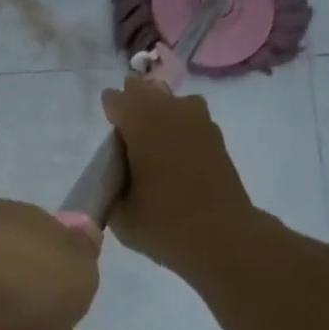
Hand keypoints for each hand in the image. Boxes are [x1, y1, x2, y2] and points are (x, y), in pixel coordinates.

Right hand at [101, 78, 254, 274]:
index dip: (109, 109)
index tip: (106, 127)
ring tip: (149, 135)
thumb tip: (113, 177)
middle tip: (124, 128)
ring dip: (159, 110)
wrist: (222, 236)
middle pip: (146, 92)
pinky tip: (172, 149)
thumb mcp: (120, 213)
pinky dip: (178, 126)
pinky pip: (190, 118)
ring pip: (172, 101)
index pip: (118, 100)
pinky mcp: (216, 139)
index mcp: (142, 124)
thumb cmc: (164, 224)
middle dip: (133, 103)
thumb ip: (110, 188)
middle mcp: (171, 112)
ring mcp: (199, 122)